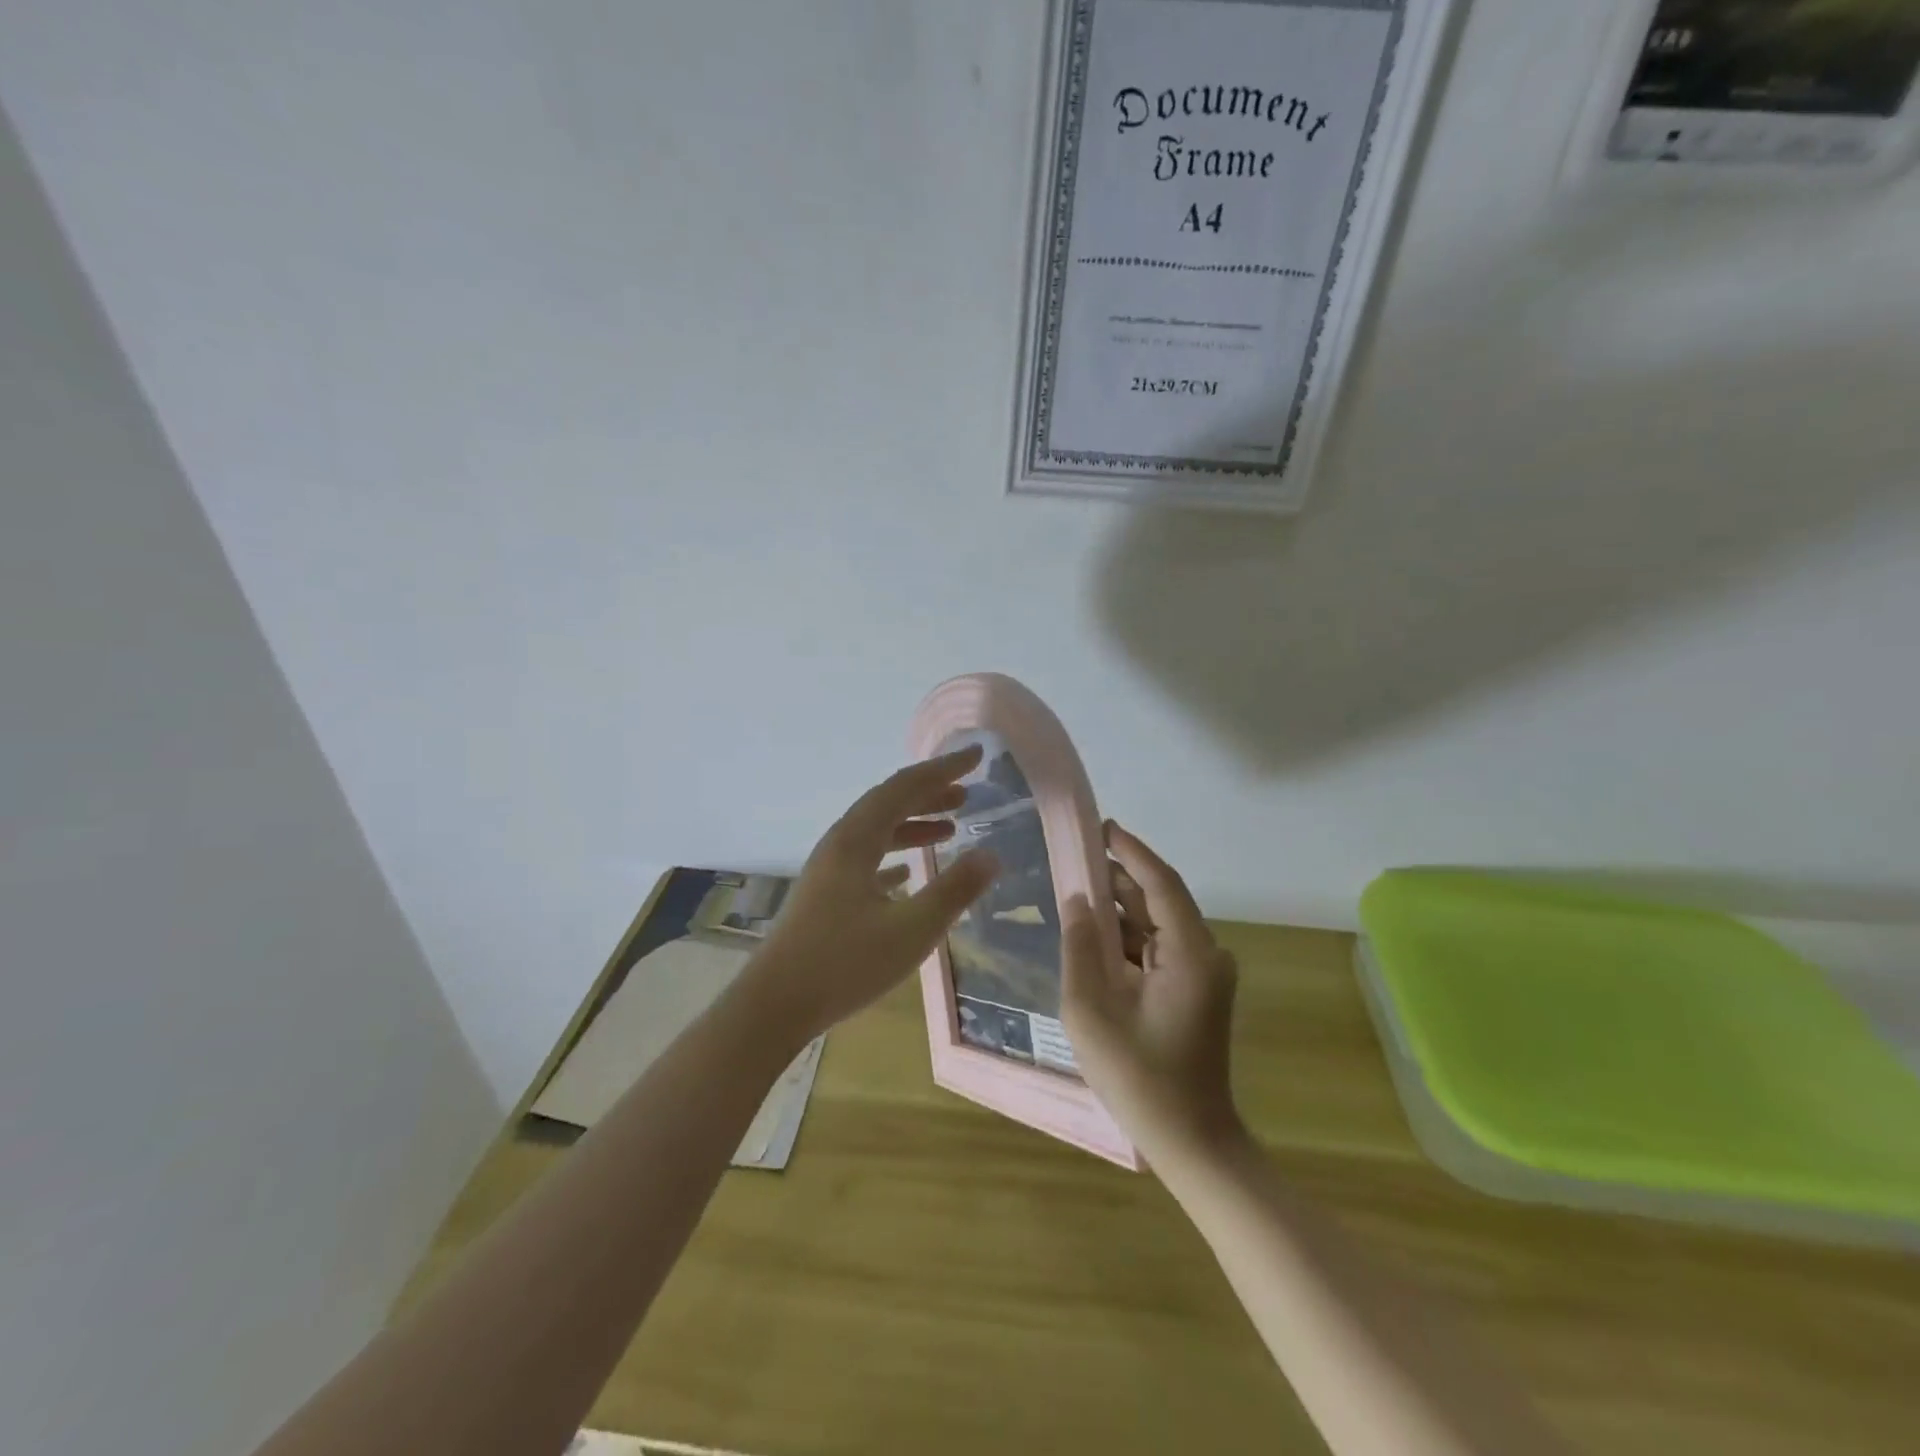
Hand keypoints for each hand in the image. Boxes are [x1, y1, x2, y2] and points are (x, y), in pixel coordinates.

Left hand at [742, 746, 1001, 1041]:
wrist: (775, 1005)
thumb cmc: (844, 964)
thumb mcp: (911, 930)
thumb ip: (954, 890)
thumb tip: (992, 856)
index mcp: (856, 840)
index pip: (904, 787)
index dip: (942, 769)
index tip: (975, 756)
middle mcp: (840, 844)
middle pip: (888, 804)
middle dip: (929, 793)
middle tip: (968, 792)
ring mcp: (829, 870)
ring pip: (877, 832)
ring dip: (913, 824)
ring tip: (950, 828)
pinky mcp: (826, 896)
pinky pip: (866, 860)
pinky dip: (894, 856)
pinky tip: (909, 873)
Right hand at [1062, 822, 1243, 1165]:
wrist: (1190, 1141)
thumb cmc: (1138, 1077)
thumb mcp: (1092, 1010)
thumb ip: (1080, 947)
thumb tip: (1076, 899)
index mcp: (1190, 954)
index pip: (1161, 882)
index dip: (1131, 850)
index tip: (1102, 826)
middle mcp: (1206, 954)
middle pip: (1159, 899)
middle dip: (1118, 876)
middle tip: (1076, 856)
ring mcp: (1204, 974)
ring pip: (1157, 923)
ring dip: (1120, 908)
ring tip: (1077, 889)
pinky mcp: (1195, 990)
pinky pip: (1158, 948)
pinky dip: (1127, 937)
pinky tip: (1093, 934)